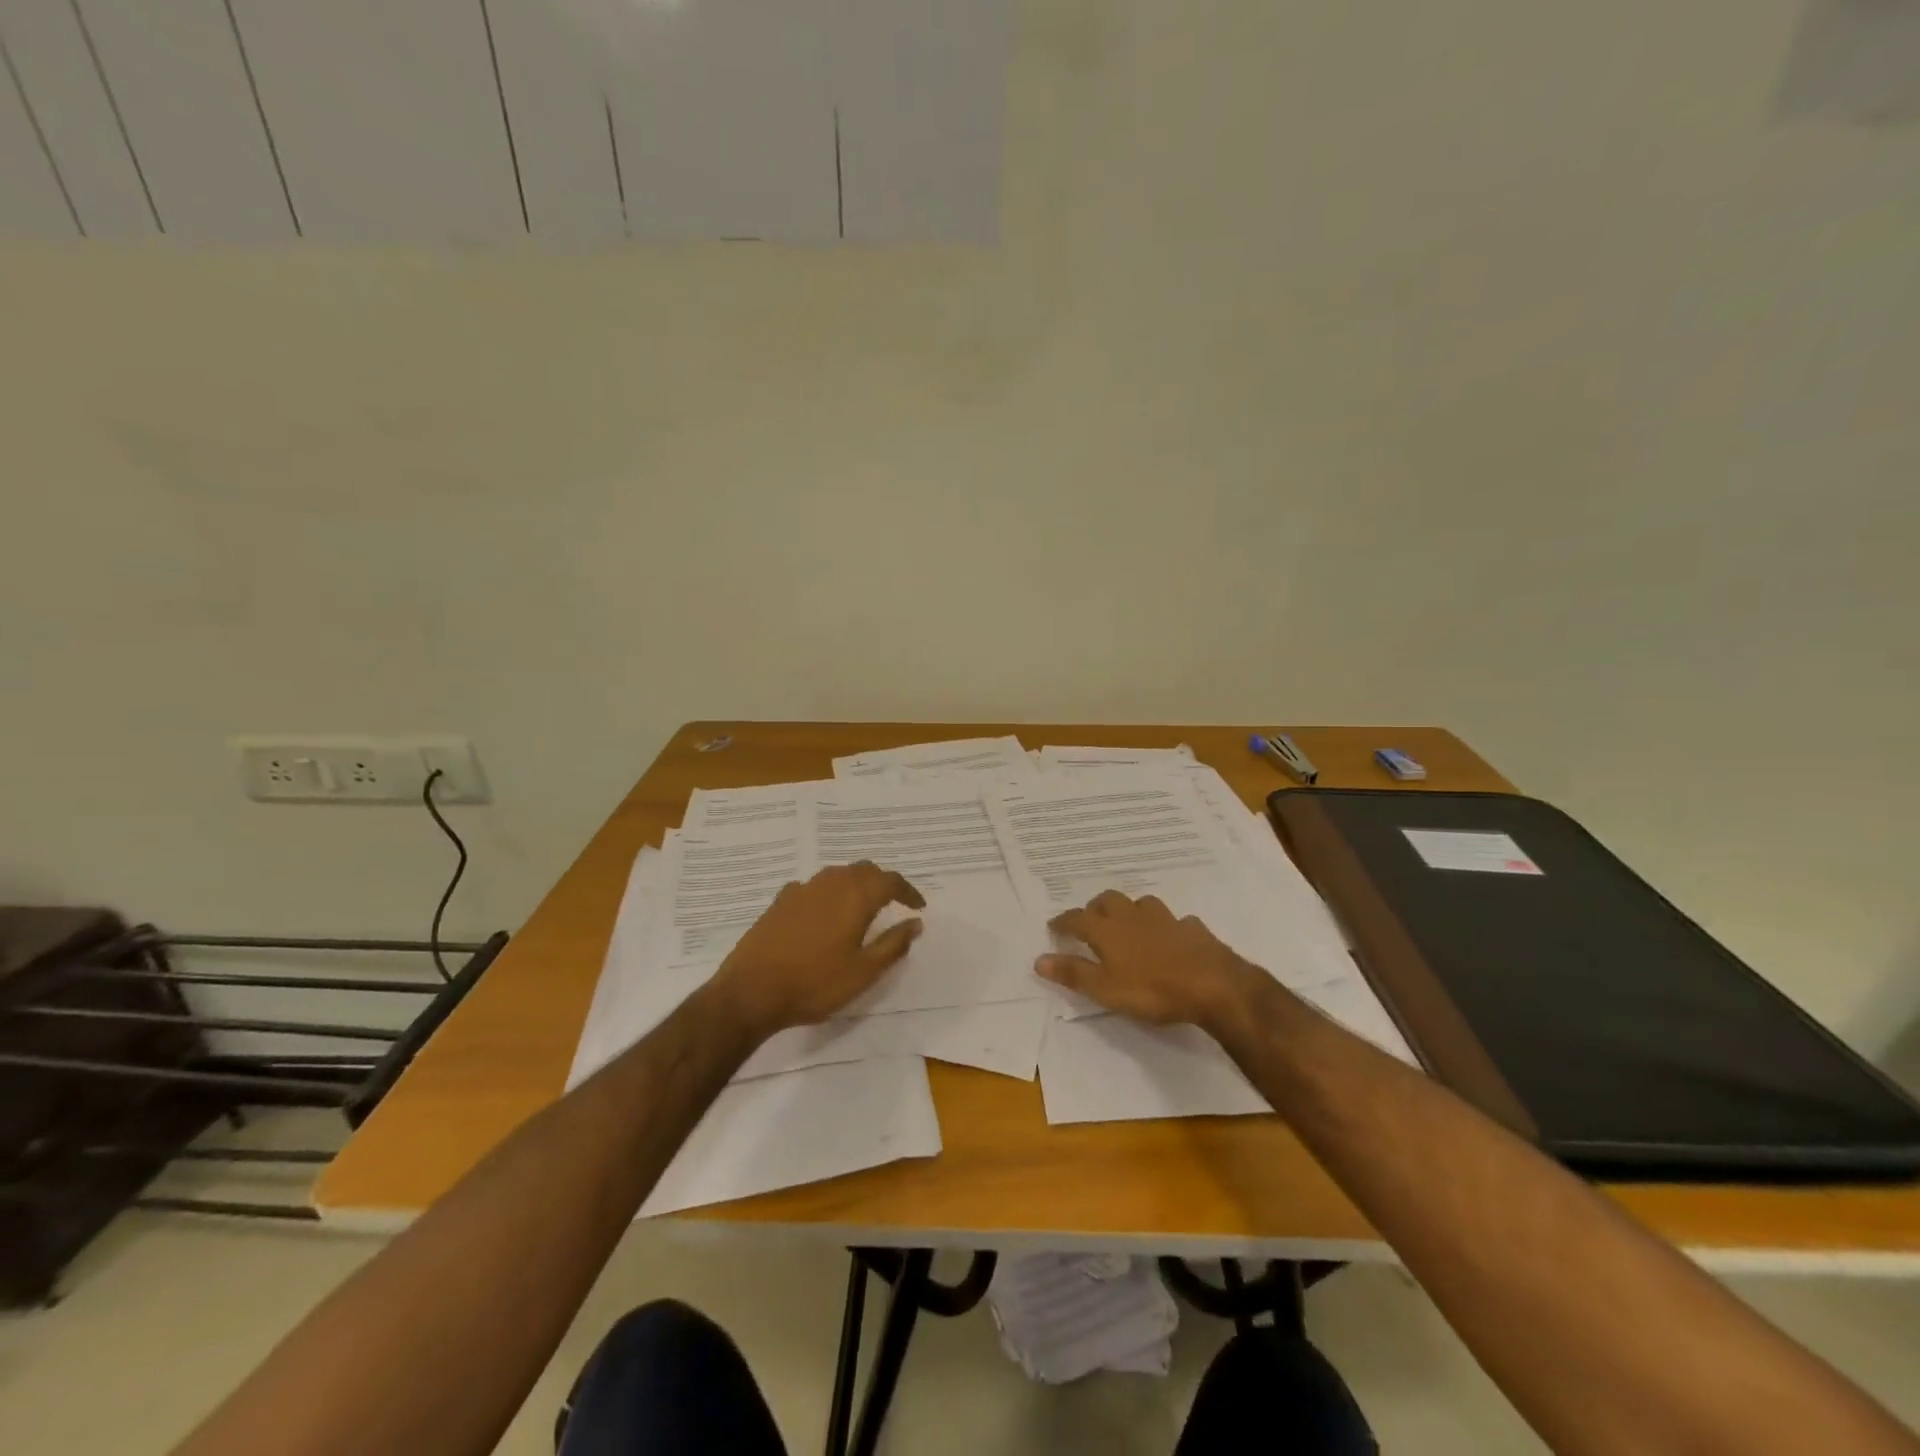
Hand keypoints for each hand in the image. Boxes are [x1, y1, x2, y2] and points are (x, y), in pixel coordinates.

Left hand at [708, 861, 925, 1039]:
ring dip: (855, 884)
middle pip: (864, 870)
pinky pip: (814, 887)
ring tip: (862, 906)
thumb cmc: (814, 984)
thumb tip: (915, 923)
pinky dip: (828, 893)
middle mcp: (830, 883)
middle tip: (893, 903)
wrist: (751, 991)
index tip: (918, 906)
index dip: (908, 891)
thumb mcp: (864, 972)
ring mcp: (802, 889)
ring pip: (838, 875)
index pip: (890, 881)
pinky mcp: (780, 901)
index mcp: (855, 897)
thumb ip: (893, 944)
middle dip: (883, 883)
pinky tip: (824, 913)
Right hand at [1036, 891, 1260, 1031]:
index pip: (1077, 918)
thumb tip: (1038, 959)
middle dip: (1095, 908)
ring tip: (1128, 925)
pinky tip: (1169, 938)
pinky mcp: (1192, 928)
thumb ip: (1073, 973)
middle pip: (1108, 900)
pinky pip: (1174, 920)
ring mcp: (1165, 919)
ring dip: (1130, 910)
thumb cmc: (1152, 990)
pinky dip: (1166, 926)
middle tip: (1091, 922)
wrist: (1212, 984)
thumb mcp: (1105, 989)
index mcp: (1107, 930)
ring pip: (1141, 903)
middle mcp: (1132, 916)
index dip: (1063, 922)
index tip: (1054, 926)